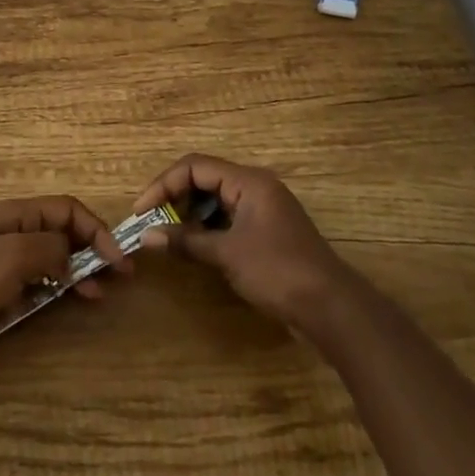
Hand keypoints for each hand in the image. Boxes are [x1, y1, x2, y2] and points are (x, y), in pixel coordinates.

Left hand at [0, 196, 129, 360]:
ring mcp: (2, 261)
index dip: (97, 230)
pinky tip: (60, 305)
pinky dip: (52, 290)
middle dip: (92, 251)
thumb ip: (50, 249)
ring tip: (95, 296)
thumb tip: (70, 257)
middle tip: (117, 280)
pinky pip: (33, 283)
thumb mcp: (12, 257)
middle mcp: (12, 231)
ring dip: (76, 272)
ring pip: (50, 259)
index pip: (68, 210)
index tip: (118, 262)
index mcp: (16, 214)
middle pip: (62, 233)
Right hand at [133, 154, 351, 335]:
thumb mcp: (227, 255)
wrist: (332, 309)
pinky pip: (229, 217)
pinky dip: (208, 227)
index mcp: (248, 181)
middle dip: (175, 198)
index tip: (142, 210)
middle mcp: (256, 187)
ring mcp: (264, 209)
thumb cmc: (278, 271)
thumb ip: (186, 241)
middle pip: (205, 179)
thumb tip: (147, 236)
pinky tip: (195, 247)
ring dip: (190, 214)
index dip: (164, 185)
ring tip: (169, 236)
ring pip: (216, 199)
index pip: (195, 166)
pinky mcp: (267, 231)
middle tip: (153, 223)